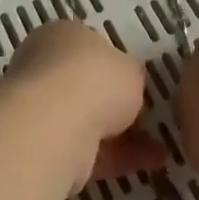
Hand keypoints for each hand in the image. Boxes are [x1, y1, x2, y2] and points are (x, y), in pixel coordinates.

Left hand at [6, 20, 167, 190]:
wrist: (56, 125)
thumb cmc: (95, 79)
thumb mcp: (131, 69)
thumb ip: (130, 76)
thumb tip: (126, 86)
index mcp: (60, 35)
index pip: (87, 47)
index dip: (113, 66)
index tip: (135, 85)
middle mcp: (43, 66)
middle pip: (84, 86)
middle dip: (114, 105)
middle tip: (146, 119)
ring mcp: (39, 108)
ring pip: (85, 120)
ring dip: (120, 136)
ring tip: (159, 150)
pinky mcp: (43, 146)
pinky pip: (86, 150)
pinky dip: (115, 158)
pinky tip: (148, 164)